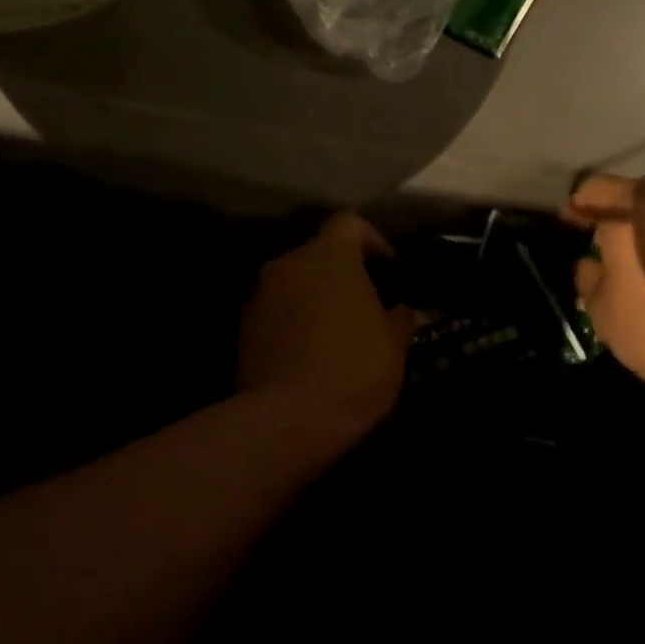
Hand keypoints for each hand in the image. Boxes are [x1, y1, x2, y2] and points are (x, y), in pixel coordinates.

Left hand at [240, 213, 416, 447]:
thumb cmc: (355, 367)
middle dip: (342, 273)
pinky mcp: (243, 330)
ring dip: (316, 298)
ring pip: (295, 283)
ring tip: (339, 332)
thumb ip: (400, 318)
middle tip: (367, 304)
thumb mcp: (395, 344)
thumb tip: (401, 311)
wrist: (289, 420)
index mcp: (329, 256)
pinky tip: (312, 354)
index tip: (390, 269)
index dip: (373, 240)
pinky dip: (294, 322)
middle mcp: (288, 264)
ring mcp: (260, 296)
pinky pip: (277, 312)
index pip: (349, 223)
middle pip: (319, 254)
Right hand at [565, 174, 644, 402]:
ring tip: (618, 263)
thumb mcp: (603, 309)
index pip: (600, 188)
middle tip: (591, 236)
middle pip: (635, 202)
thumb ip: (590, 281)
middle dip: (613, 216)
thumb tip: (590, 264)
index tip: (566, 217)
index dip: (580, 202)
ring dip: (639, 237)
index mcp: (639, 208)